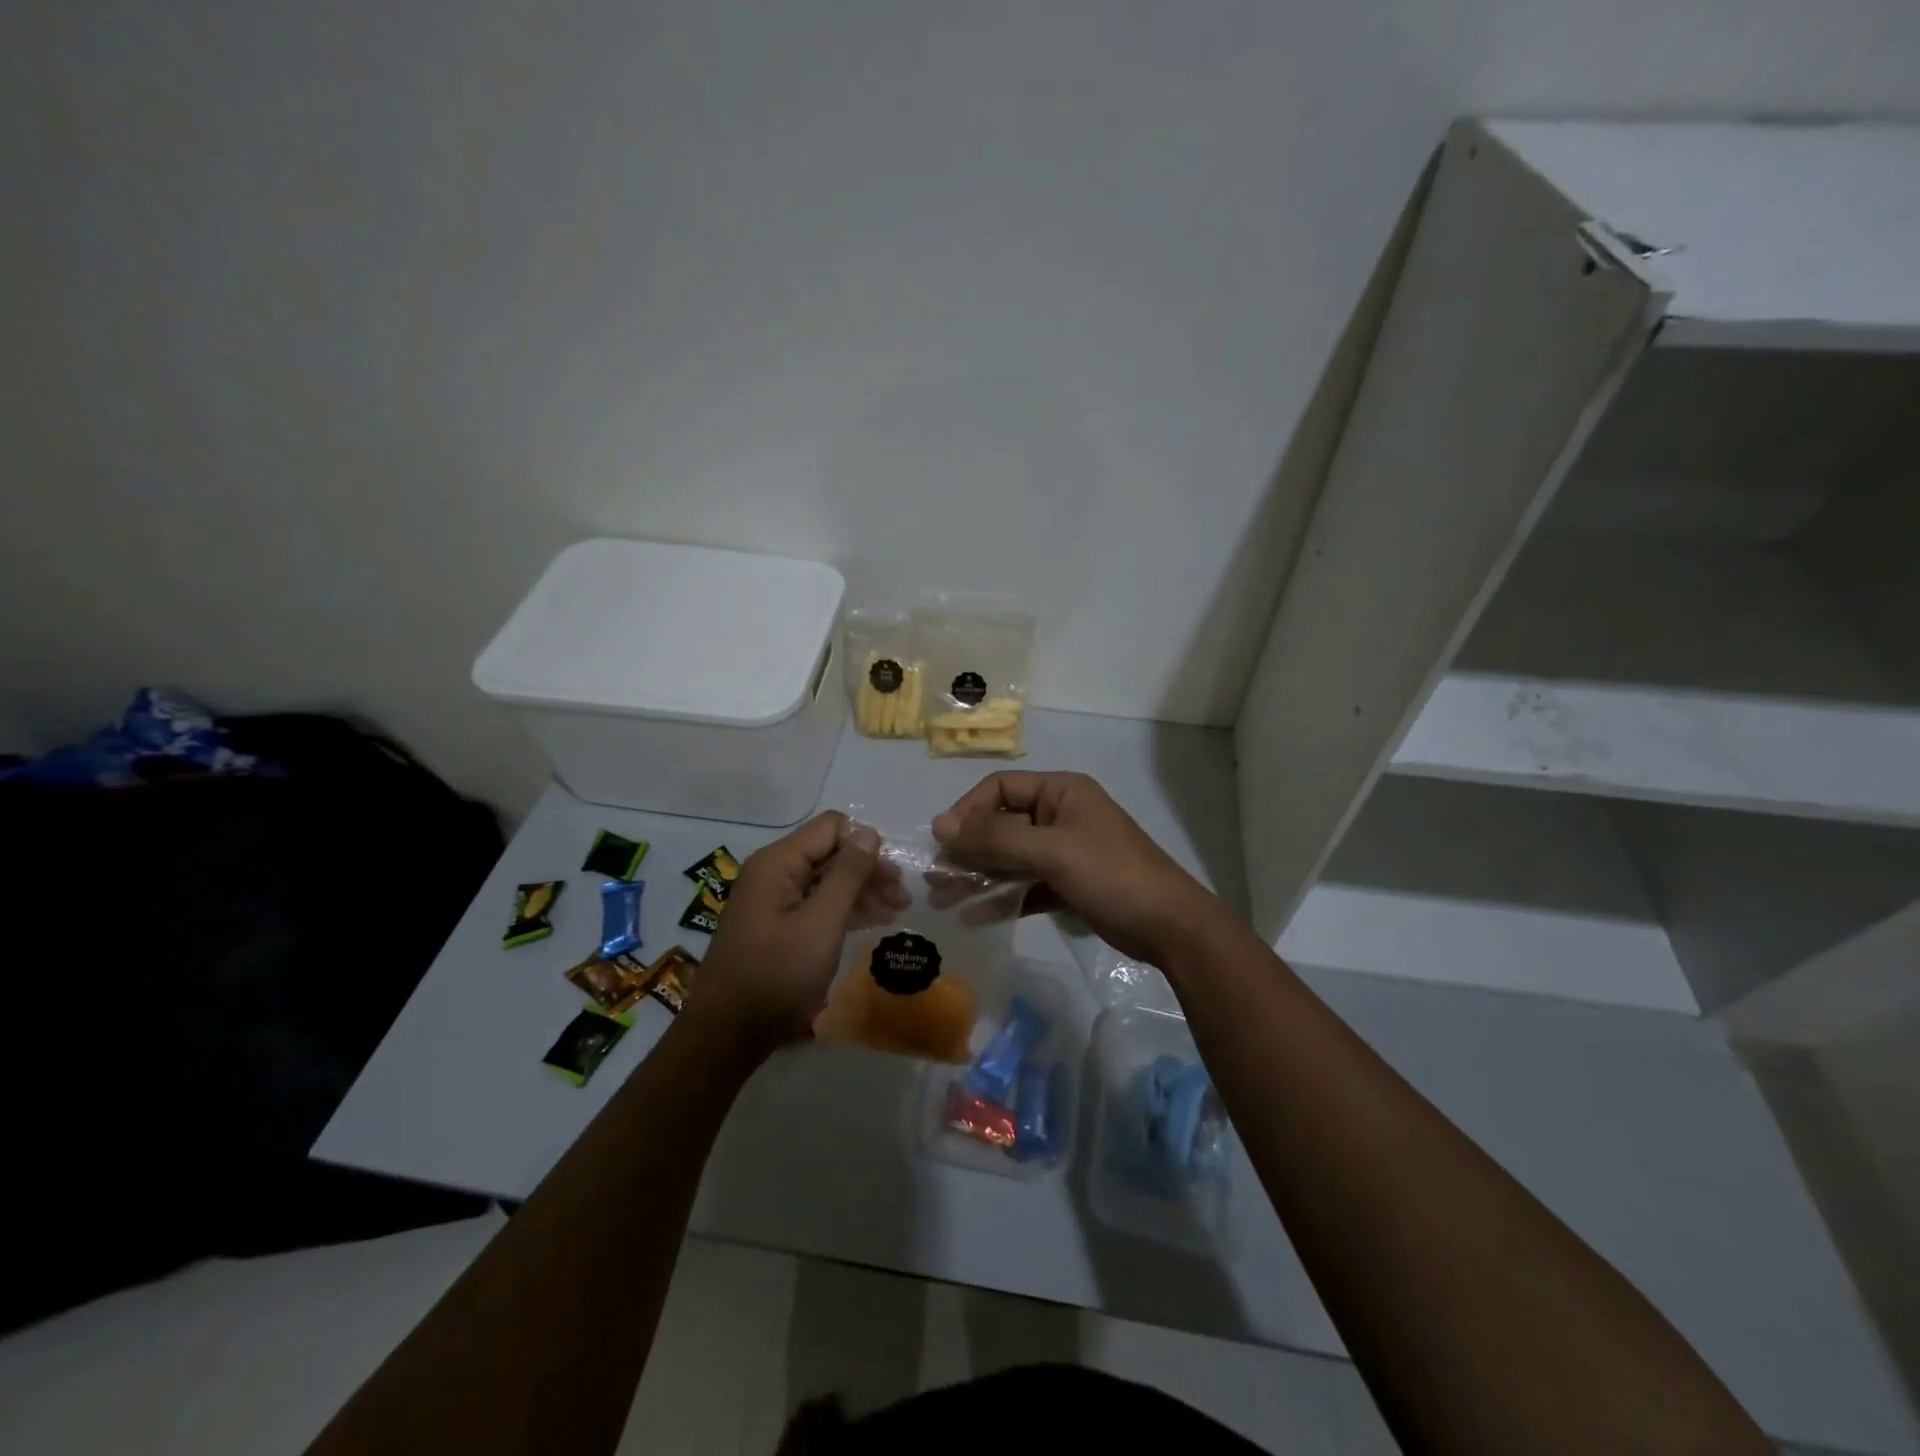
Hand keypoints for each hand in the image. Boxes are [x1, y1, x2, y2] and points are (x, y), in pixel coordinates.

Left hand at [685, 812, 880, 1055]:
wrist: (728, 1032)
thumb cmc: (778, 974)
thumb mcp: (822, 923)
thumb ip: (848, 874)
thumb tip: (870, 832)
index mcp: (778, 862)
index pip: (832, 827)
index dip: (865, 844)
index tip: (892, 875)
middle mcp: (773, 872)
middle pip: (831, 853)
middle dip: (869, 870)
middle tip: (903, 897)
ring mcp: (773, 899)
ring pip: (827, 880)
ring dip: (862, 891)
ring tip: (897, 910)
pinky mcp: (777, 924)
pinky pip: (816, 903)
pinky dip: (845, 909)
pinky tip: (873, 921)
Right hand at [932, 772, 1212, 966]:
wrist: (1170, 927)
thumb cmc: (1111, 875)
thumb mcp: (1051, 851)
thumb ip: (995, 838)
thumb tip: (940, 826)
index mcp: (1060, 792)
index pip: (1000, 788)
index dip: (968, 811)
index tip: (944, 842)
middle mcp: (1060, 815)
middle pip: (1001, 825)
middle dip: (968, 850)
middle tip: (935, 878)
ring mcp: (1064, 851)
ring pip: (1010, 858)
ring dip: (979, 875)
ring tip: (943, 899)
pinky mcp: (1068, 883)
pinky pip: (1025, 884)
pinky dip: (1002, 897)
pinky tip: (974, 915)